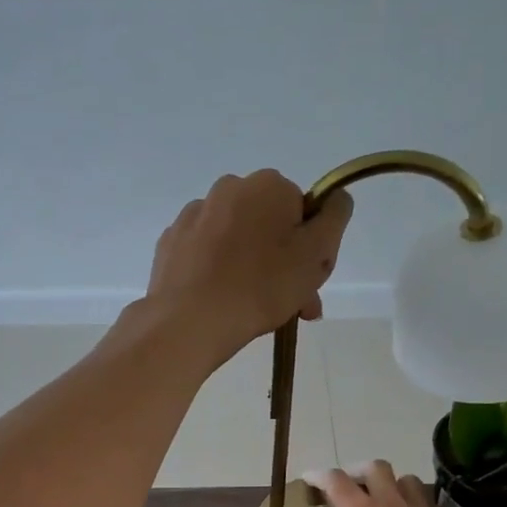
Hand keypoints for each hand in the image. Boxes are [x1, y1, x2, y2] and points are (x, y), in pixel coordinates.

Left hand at [145, 172, 351, 361]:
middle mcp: (228, 188)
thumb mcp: (316, 254)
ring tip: (254, 309)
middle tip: (290, 304)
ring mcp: (193, 215)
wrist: (190, 320)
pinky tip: (220, 301)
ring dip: (250, 268)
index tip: (308, 279)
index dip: (310, 246)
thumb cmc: (262, 286)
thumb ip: (334, 218)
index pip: (302, 210)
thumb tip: (335, 198)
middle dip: (282, 261)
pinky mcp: (170, 243)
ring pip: (236, 239)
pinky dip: (216, 272)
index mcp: (267, 185)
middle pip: (267, 224)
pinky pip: (206, 254)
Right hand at [270, 463, 506, 506]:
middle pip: (374, 467)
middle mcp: (389, 502)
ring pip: (405, 478)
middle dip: (358, 471)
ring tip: (384, 498)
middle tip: (350, 486)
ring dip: (391, 482)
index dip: (319, 475)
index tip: (308, 479)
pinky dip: (416, 502)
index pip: (335, 480)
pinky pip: (427, 501)